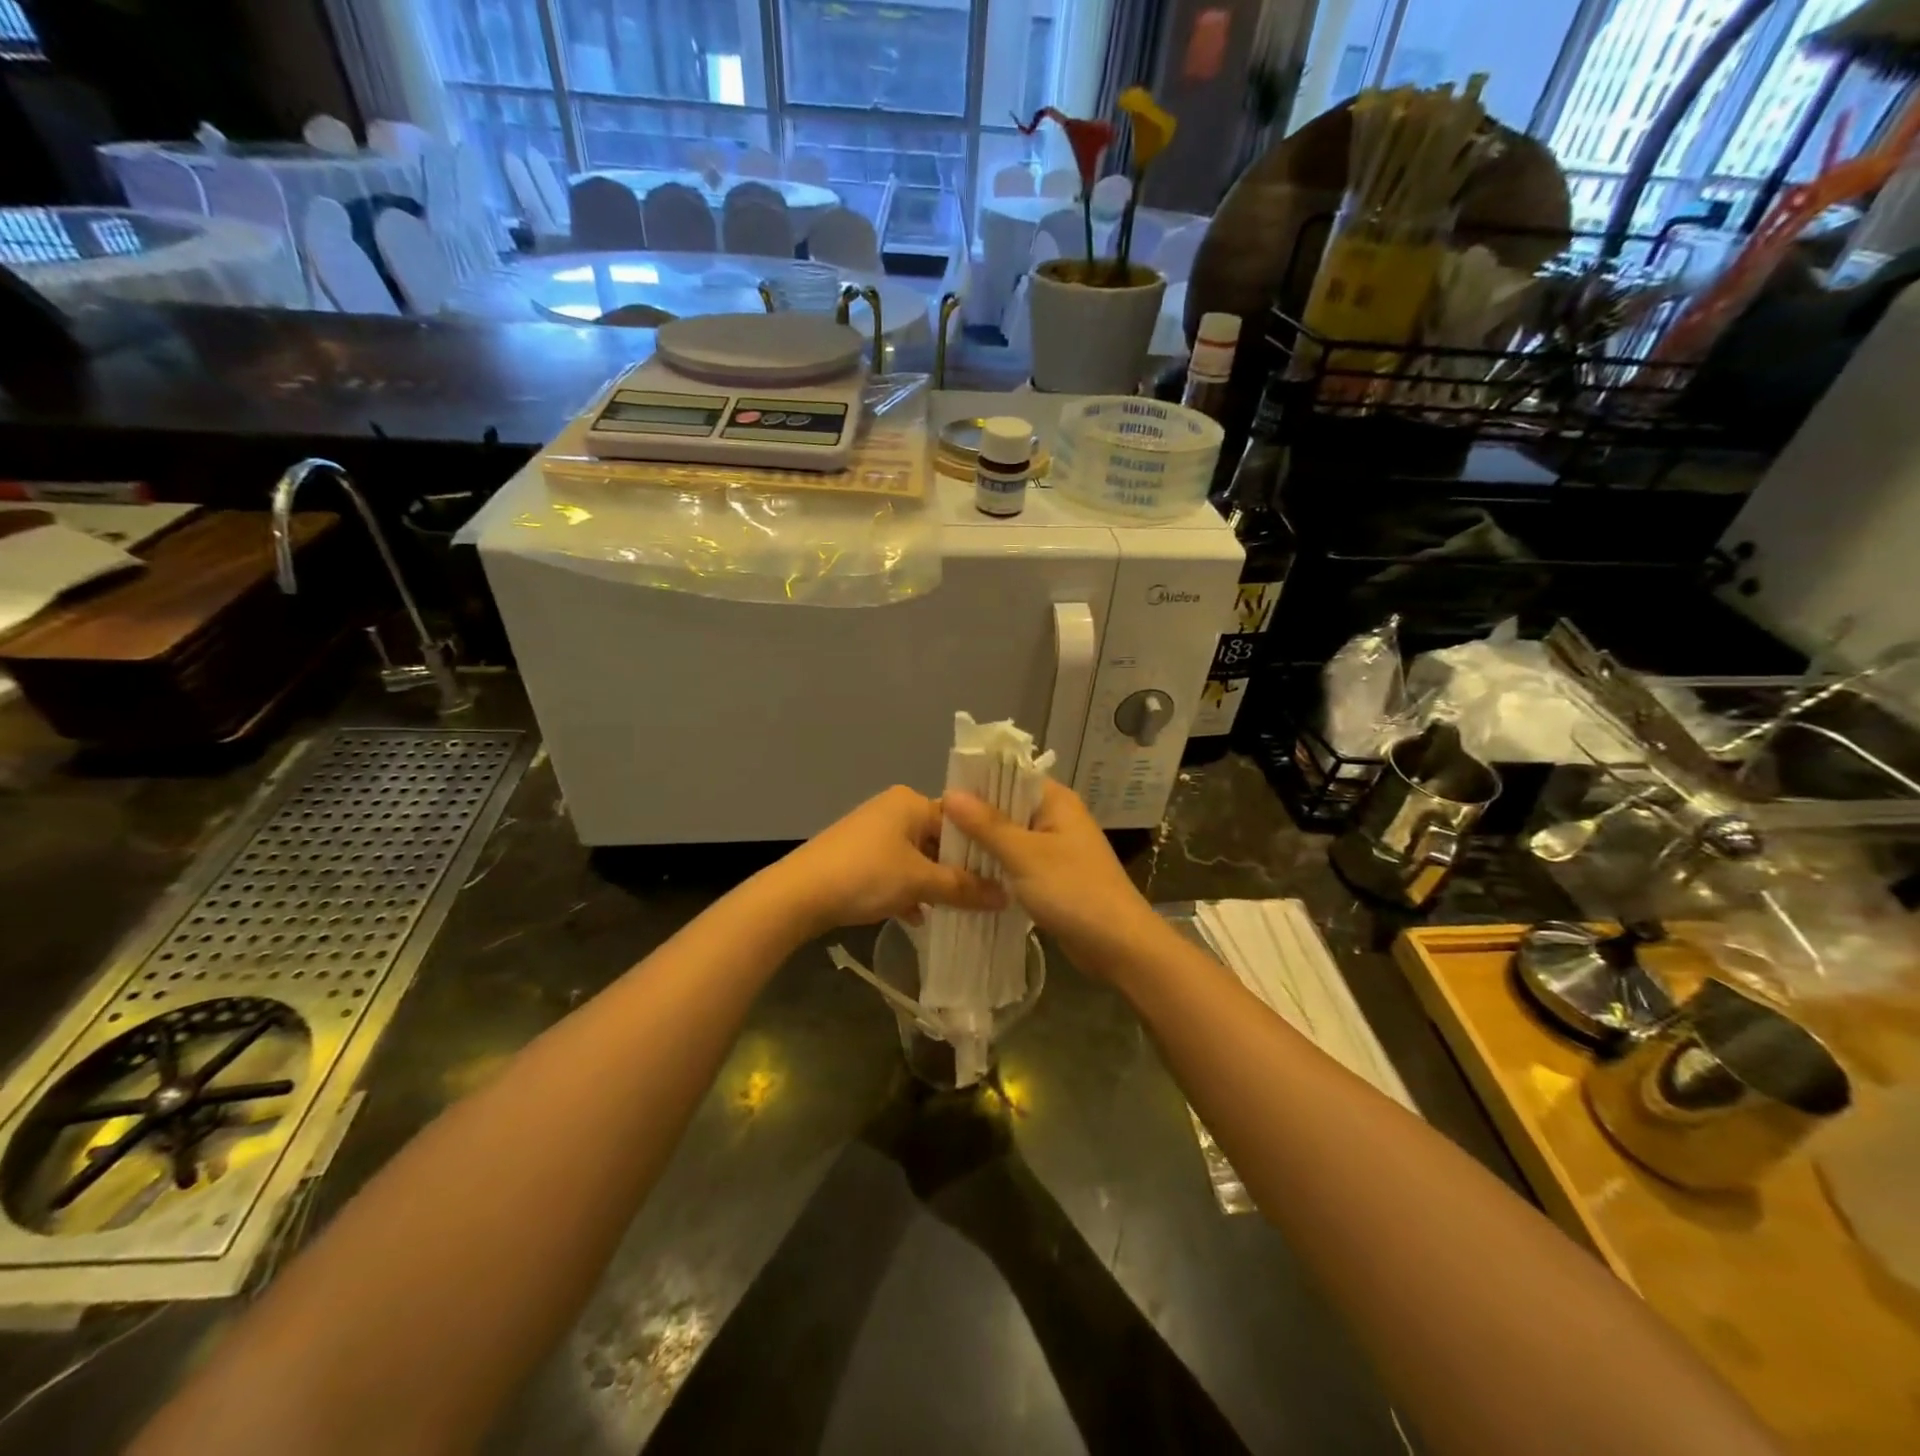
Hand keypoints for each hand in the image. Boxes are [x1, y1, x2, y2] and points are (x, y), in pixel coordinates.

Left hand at [769, 786, 1005, 934]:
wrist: (798, 895)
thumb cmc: (866, 876)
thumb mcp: (920, 883)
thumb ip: (964, 888)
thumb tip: (1006, 896)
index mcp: (910, 802)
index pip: (960, 821)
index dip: (981, 850)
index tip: (1002, 877)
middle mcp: (892, 809)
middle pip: (938, 840)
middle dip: (957, 871)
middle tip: (984, 898)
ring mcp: (871, 832)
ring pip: (916, 858)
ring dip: (933, 884)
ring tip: (957, 911)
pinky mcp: (856, 856)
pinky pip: (894, 870)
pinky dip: (907, 891)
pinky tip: (917, 918)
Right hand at [943, 781, 1162, 972]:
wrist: (1119, 945)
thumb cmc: (1073, 890)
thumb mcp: (1024, 855)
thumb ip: (986, 825)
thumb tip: (949, 793)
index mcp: (1056, 801)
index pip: (1009, 777)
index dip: (976, 784)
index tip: (939, 799)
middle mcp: (1056, 818)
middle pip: (1006, 808)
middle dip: (974, 819)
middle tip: (934, 831)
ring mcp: (1055, 849)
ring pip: (1009, 839)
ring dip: (983, 847)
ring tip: (941, 852)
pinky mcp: (1052, 877)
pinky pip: (1017, 864)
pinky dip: (996, 869)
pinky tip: (967, 877)